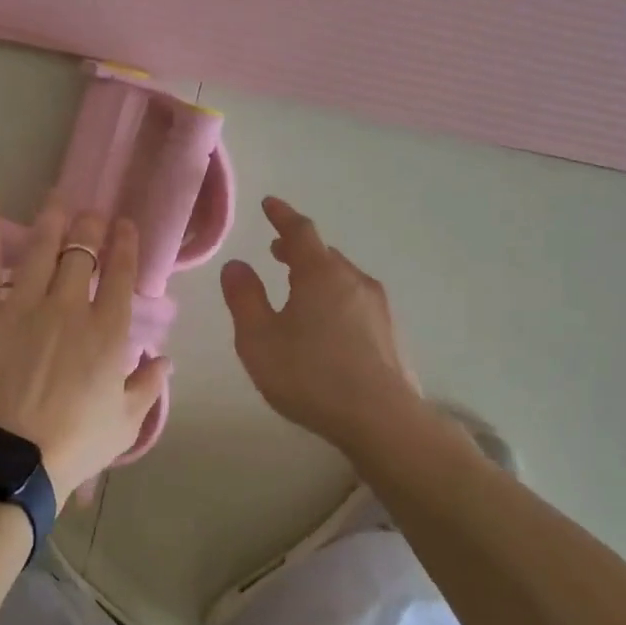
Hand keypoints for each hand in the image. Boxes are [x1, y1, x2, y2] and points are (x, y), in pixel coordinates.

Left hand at [0, 197, 169, 508]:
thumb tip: (165, 359)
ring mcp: (22, 307)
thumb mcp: (126, 423)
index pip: (120, 274)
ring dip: (51, 221)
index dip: (125, 245)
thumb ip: (148, 386)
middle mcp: (68, 308)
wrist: (12, 461)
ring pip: (40, 250)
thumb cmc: (75, 445)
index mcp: (107, 332)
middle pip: (81, 254)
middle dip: (90, 226)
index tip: (125, 226)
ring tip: (57, 199)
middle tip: (91, 213)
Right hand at [220, 196, 417, 448]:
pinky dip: (335, 299)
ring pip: (342, 279)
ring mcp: (378, 307)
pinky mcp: (390, 334)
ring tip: (298, 290)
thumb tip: (236, 265)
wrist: (382, 420)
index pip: (300, 231)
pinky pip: (355, 302)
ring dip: (318, 276)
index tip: (270, 204)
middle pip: (324, 255)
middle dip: (299, 250)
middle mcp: (354, 281)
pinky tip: (326, 326)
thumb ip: (244, 298)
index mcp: (321, 274)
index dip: (283, 216)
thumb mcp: (259, 339)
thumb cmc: (310, 375)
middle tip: (277, 252)